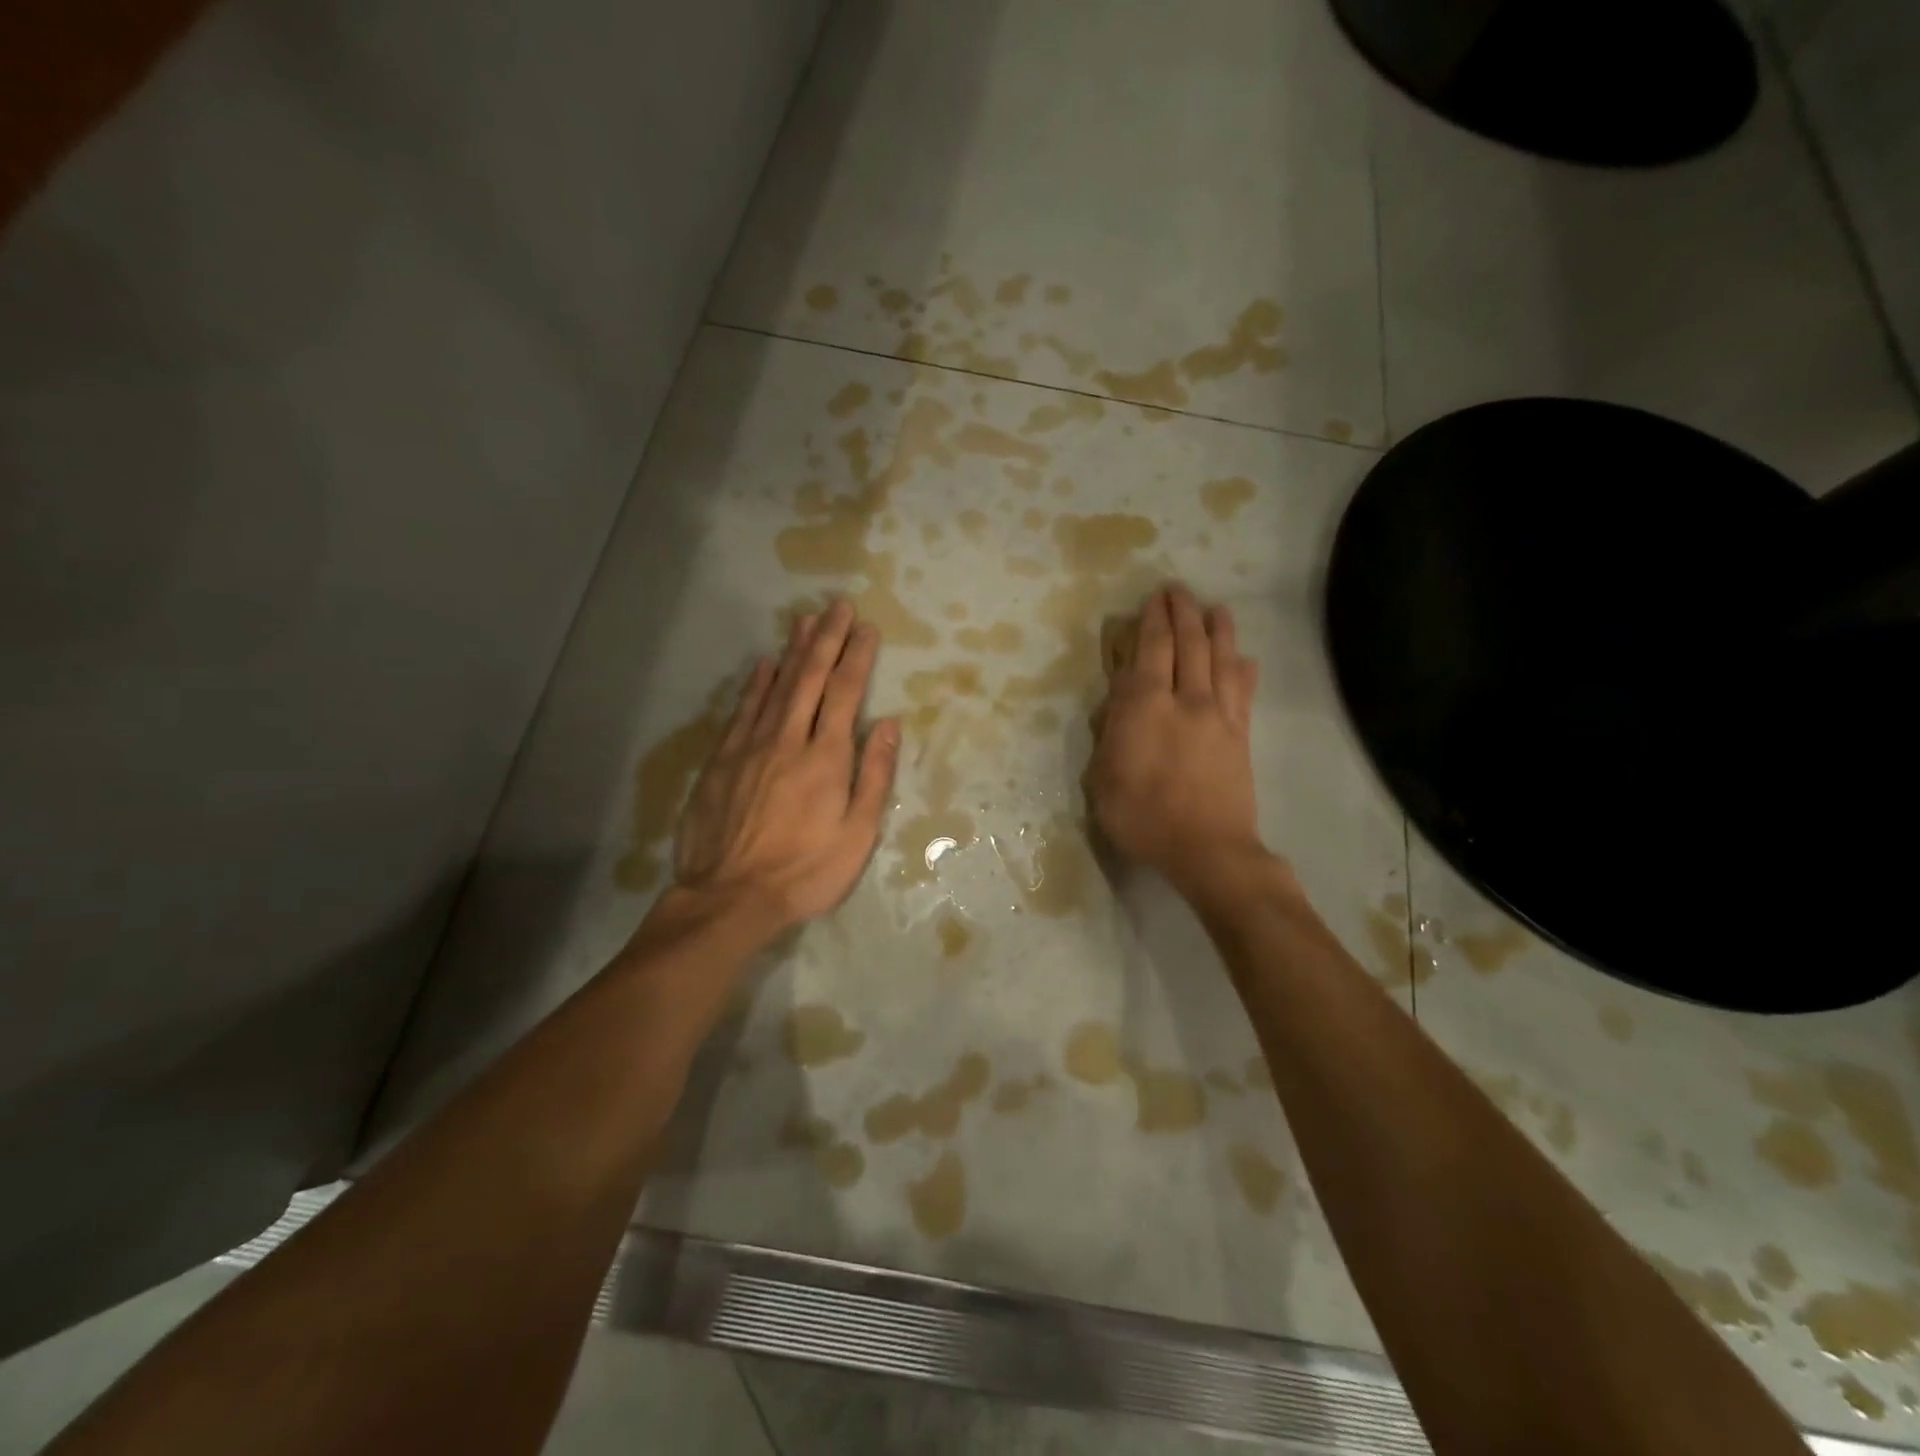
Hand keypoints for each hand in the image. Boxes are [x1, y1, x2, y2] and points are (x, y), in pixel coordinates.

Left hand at [670, 601, 898, 937]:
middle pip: (809, 679)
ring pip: (775, 687)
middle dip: (826, 640)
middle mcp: (788, 740)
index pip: (845, 693)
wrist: (731, 897)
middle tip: (837, 606)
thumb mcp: (857, 832)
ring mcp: (750, 747)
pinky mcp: (721, 761)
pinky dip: (755, 684)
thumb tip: (887, 723)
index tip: (866, 628)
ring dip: (792, 651)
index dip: (857, 657)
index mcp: (826, 757)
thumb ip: (873, 774)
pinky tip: (764, 665)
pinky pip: (742, 711)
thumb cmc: (807, 870)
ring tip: (805, 620)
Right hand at [1084, 584, 1263, 895]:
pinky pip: (1243, 691)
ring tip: (1216, 608)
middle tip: (1178, 590)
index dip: (1152, 621)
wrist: (1207, 849)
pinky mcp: (1240, 734)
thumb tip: (1120, 704)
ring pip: (1220, 659)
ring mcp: (1218, 715)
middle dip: (1182, 612)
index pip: (1150, 650)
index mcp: (1145, 707)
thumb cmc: (1143, 818)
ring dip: (1218, 629)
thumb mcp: (1103, 780)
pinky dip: (1242, 669)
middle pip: (1188, 644)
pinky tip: (1244, 658)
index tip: (1152, 600)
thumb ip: (1110, 735)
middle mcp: (1185, 700)